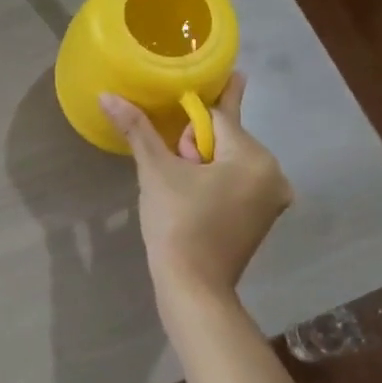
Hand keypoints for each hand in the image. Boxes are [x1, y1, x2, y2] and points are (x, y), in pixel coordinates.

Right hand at [99, 73, 291, 302]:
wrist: (192, 287)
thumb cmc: (177, 224)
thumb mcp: (156, 171)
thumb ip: (136, 128)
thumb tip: (107, 95)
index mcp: (255, 158)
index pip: (219, 116)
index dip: (188, 123)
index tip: (172, 131)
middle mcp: (274, 174)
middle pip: (227, 138)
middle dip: (196, 146)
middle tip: (175, 171)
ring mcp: (272, 199)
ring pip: (231, 161)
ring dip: (205, 164)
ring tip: (181, 188)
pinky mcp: (263, 218)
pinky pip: (238, 183)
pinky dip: (217, 182)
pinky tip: (195, 197)